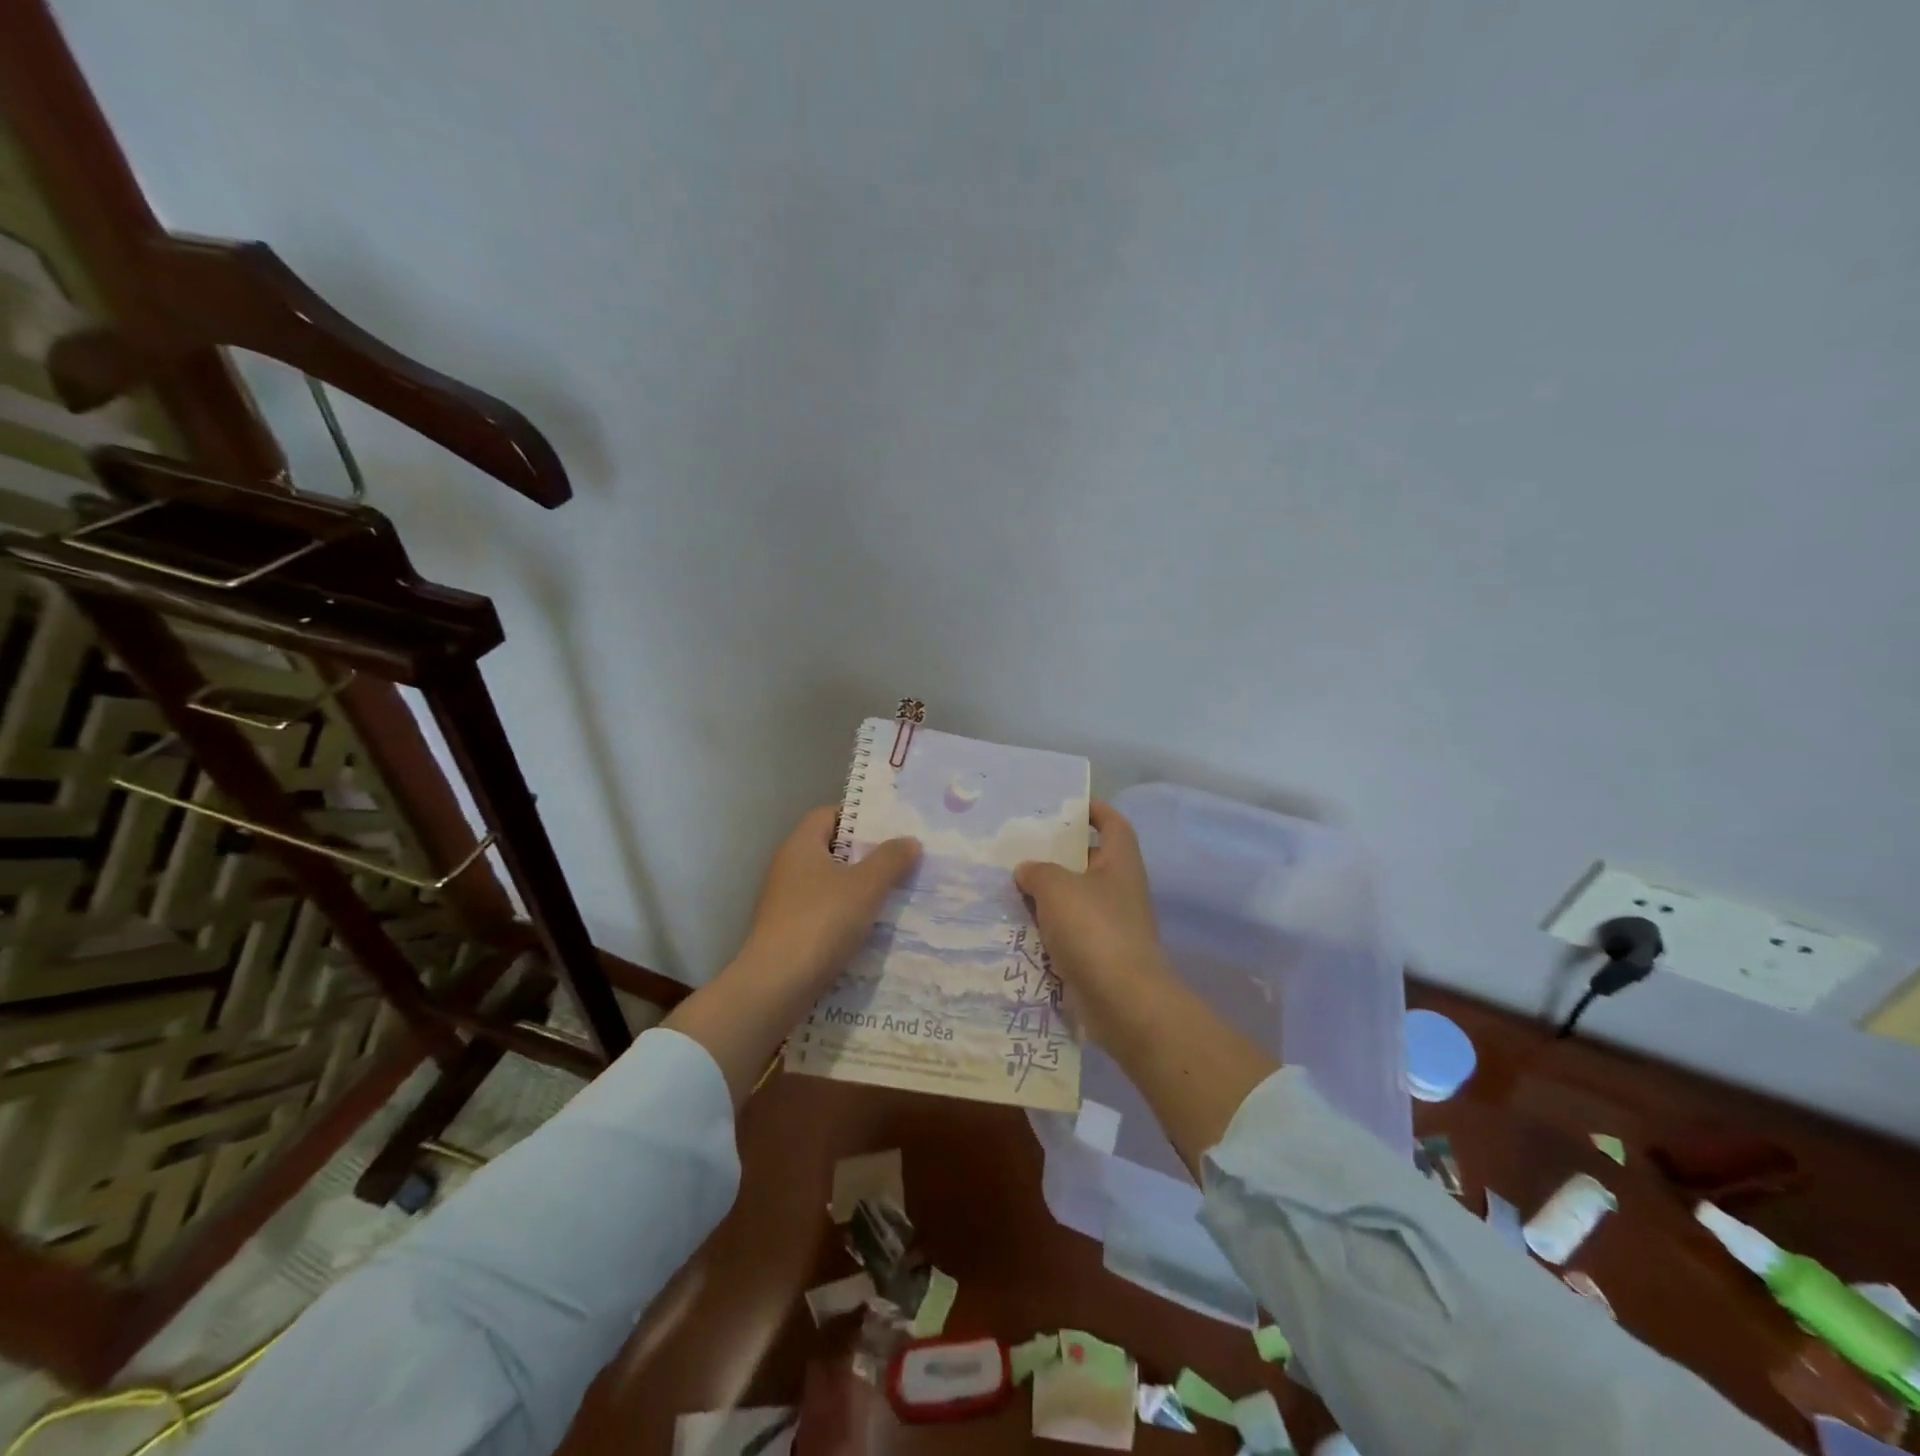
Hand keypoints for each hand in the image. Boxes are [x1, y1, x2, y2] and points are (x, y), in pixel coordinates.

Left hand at [737, 806, 920, 990]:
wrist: (776, 985)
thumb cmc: (821, 922)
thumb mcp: (865, 886)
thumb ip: (890, 860)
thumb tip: (910, 841)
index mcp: (801, 845)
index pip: (830, 815)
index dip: (860, 817)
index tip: (892, 828)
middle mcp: (788, 868)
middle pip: (832, 850)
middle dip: (867, 855)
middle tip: (904, 860)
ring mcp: (786, 902)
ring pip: (830, 884)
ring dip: (859, 889)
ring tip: (897, 894)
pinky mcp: (789, 932)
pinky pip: (825, 913)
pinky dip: (847, 916)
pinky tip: (873, 928)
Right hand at [1014, 802, 1172, 1050]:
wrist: (1122, 1001)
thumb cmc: (1094, 930)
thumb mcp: (1057, 888)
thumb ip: (1037, 871)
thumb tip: (1026, 870)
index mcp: (1120, 862)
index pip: (1113, 824)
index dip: (1094, 809)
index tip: (1066, 804)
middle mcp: (1120, 889)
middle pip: (1088, 861)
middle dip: (1057, 854)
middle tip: (1020, 846)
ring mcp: (1111, 924)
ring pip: (1074, 899)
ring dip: (1046, 894)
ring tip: (1007, 884)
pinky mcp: (1098, 955)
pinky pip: (1067, 932)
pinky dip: (1046, 928)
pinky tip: (1015, 926)